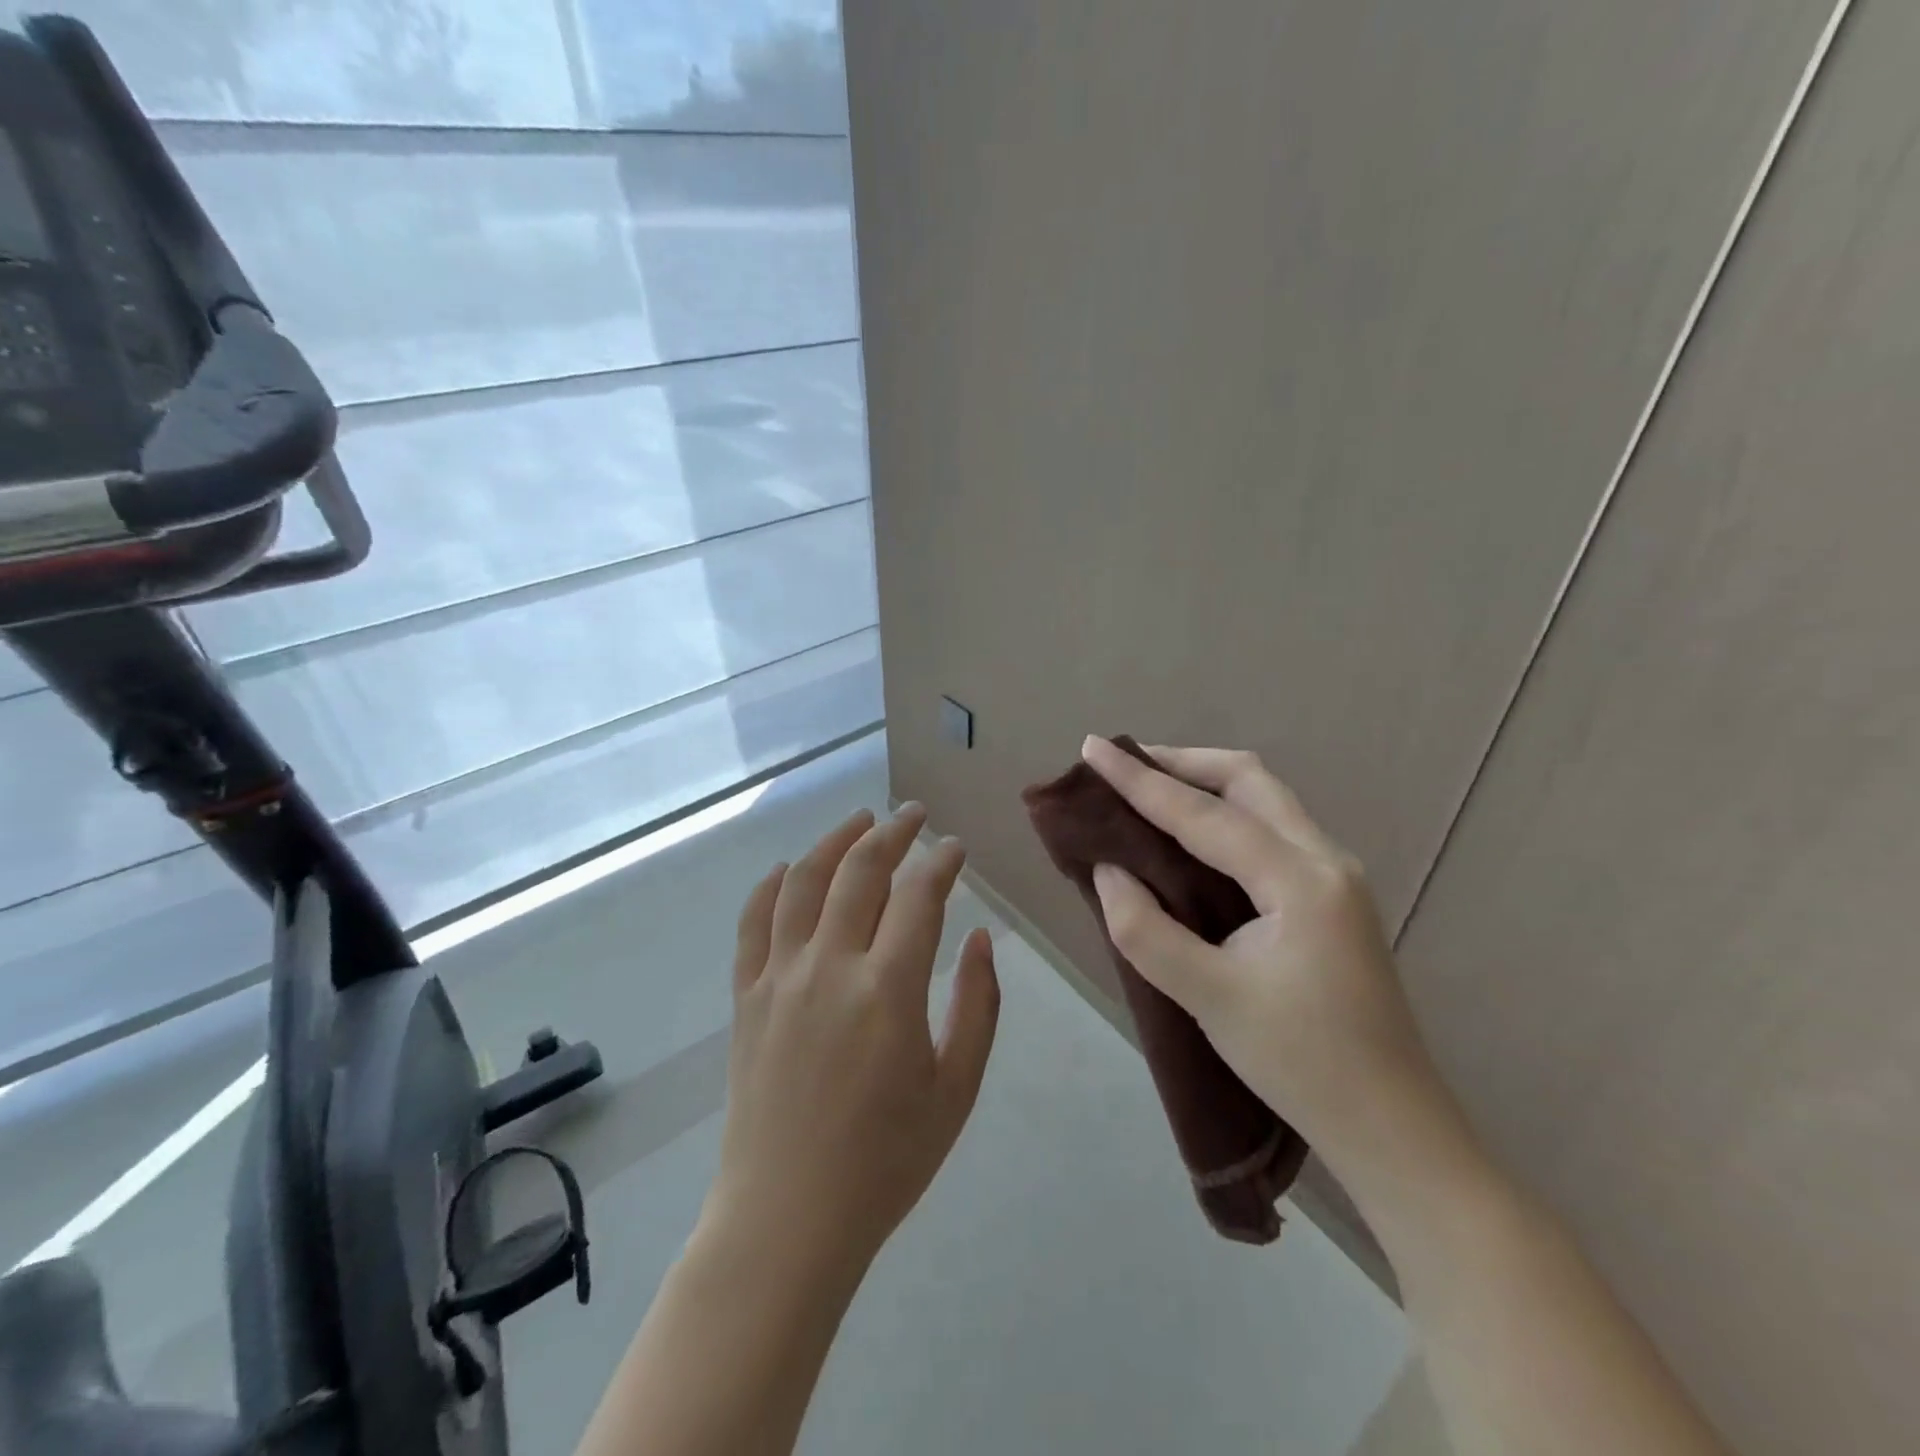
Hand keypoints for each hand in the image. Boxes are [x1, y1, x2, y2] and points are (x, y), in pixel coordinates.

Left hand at [707, 803, 1000, 1275]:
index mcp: (888, 990)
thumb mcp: (957, 1089)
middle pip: (860, 872)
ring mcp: (779, 978)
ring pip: (804, 883)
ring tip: (860, 820)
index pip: (919, 896)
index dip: (941, 861)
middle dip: (893, 832)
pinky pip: (753, 923)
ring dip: (835, 841)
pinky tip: (789, 869)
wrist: (788, 1219)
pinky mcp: (746, 997)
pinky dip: (771, 886)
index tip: (955, 847)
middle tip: (914, 815)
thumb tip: (979, 937)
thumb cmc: (885, 1161)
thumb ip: (977, 1005)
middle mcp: (830, 966)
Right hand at [1079, 736, 1437, 1157]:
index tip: (1093, 749)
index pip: (1205, 813)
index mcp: (1300, 880)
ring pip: (1266, 799)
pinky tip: (1194, 834)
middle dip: (1182, 762)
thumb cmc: (1300, 1063)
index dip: (1141, 780)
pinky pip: (1272, 828)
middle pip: (1249, 780)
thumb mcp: (1209, 999)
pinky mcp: (1333, 896)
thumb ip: (1146, 930)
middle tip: (1125, 765)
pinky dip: (1226, 813)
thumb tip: (1107, 871)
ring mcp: (1337, 875)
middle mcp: (1326, 859)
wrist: (1393, 1127)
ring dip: (1206, 783)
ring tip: (1150, 788)